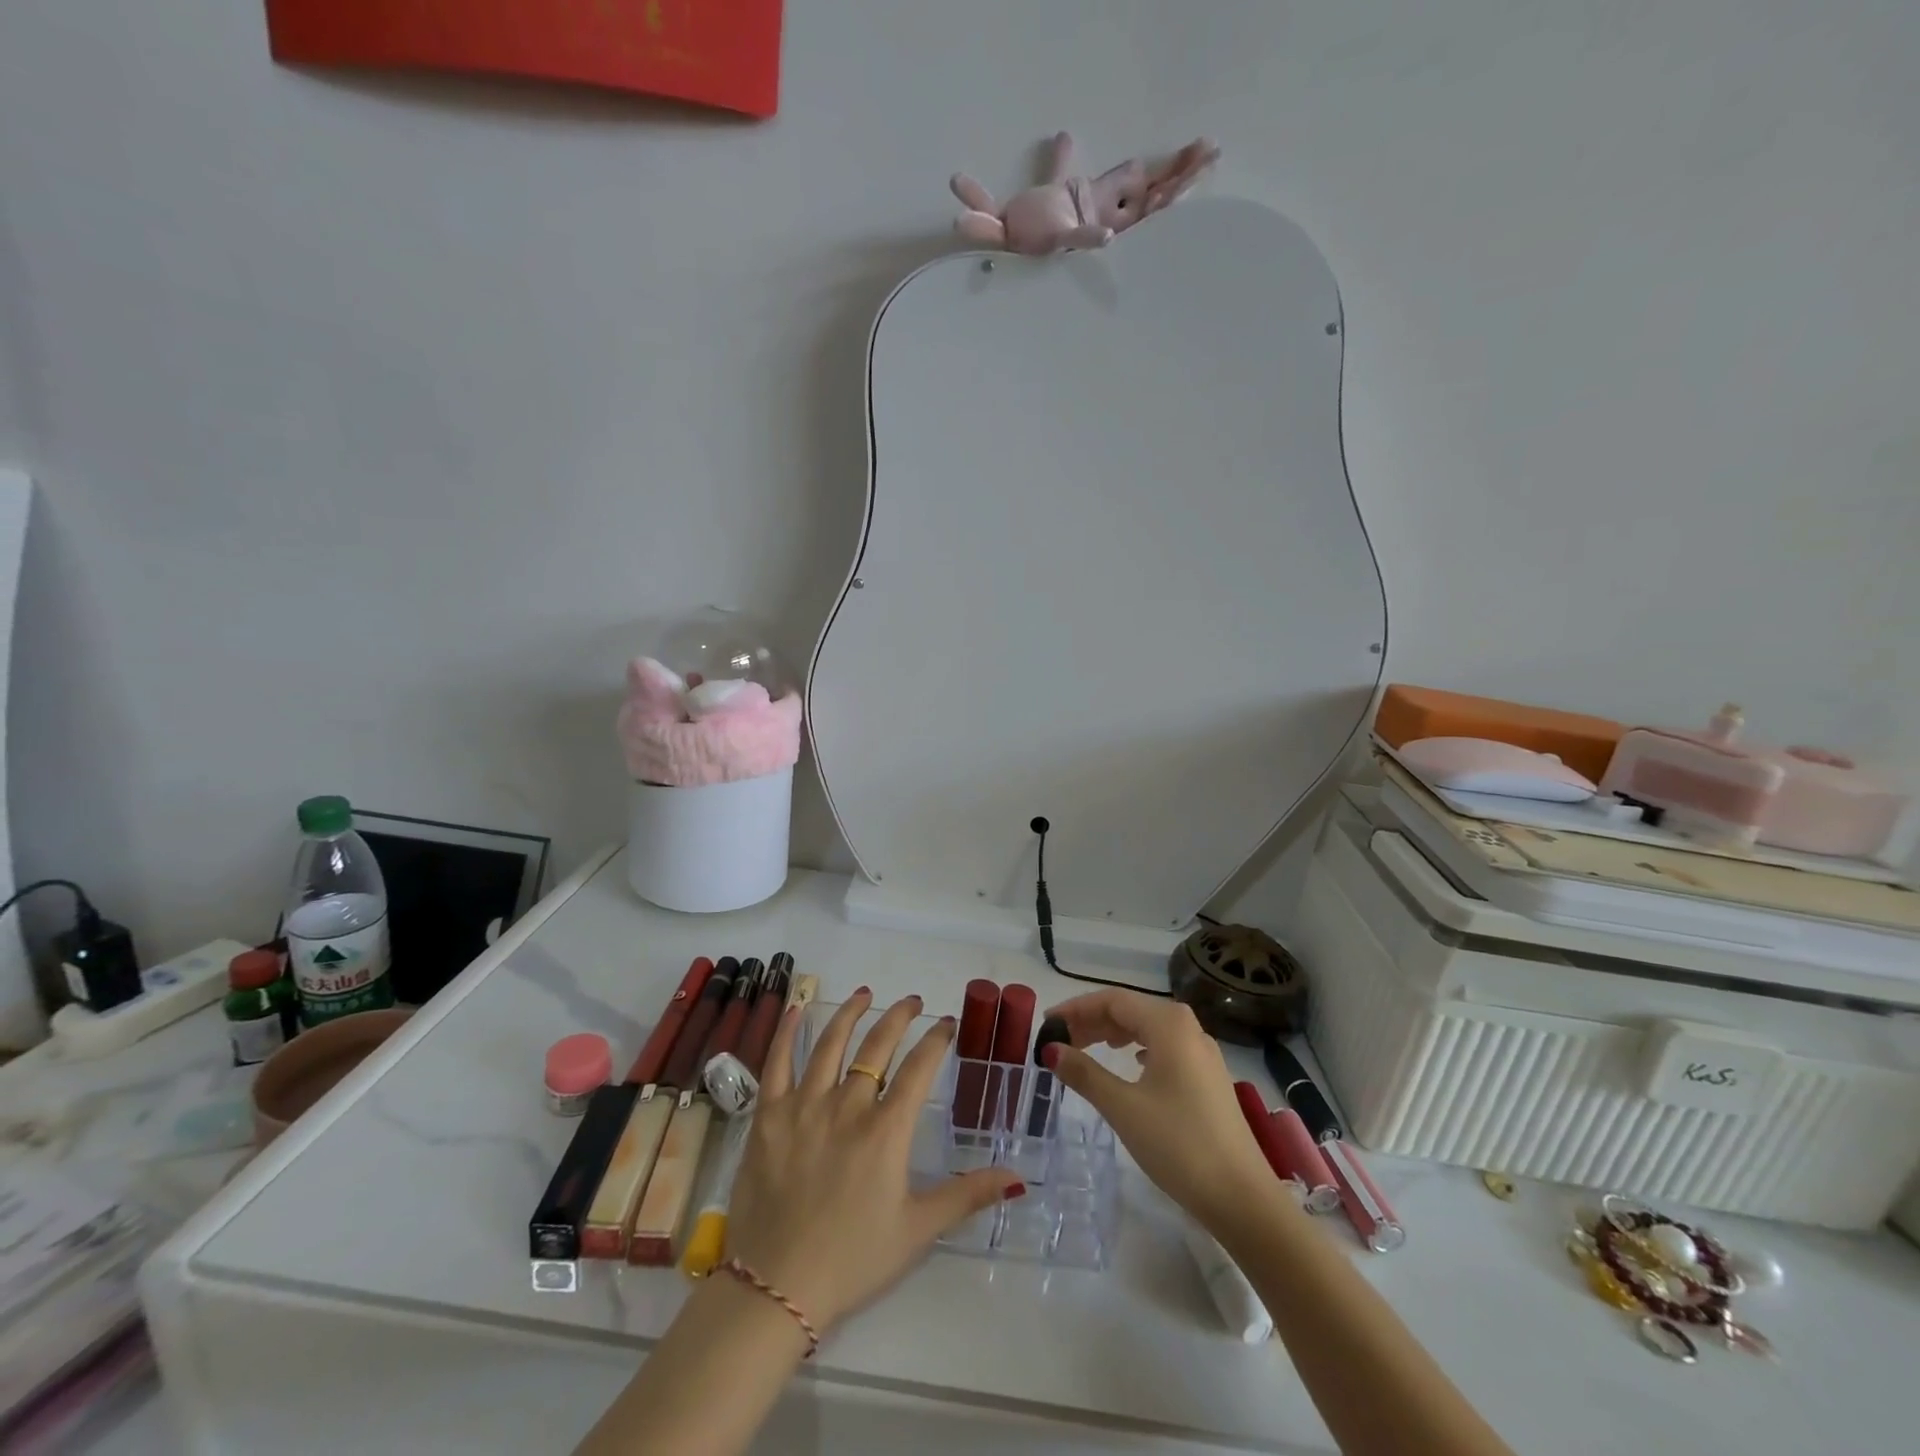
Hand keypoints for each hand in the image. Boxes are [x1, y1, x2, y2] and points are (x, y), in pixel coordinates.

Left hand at [726, 990, 1023, 1334]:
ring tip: (865, 994)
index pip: (918, 1069)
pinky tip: (797, 1009)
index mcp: (886, 1130)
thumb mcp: (917, 1229)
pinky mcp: (769, 1116)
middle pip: (877, 1046)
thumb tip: (1019, 1177)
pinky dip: (786, 1033)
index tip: (947, 1023)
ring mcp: (804, 1106)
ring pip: (830, 1044)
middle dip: (900, 1017)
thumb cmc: (853, 1259)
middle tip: (913, 1002)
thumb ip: (967, 1195)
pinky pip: (777, 1063)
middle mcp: (847, 1106)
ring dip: (850, 1013)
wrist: (776, 1287)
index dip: (936, 1040)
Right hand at [1041, 990, 1272, 1229]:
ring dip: (1113, 1034)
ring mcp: (1202, 1052)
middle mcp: (1188, 1027)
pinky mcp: (1208, 1076)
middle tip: (1059, 1041)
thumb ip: (1084, 1072)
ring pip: (1147, 1028)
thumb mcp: (1123, 1107)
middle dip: (1092, 1021)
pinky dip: (1137, 1048)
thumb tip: (1050, 1049)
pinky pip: (1164, 1046)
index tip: (1047, 1025)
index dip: (1075, 1008)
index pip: (1112, 1000)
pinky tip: (1129, 1063)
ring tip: (1085, 1049)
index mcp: (1168, 1024)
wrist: (1242, 1198)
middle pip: (1130, 1010)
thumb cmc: (1178, 1145)